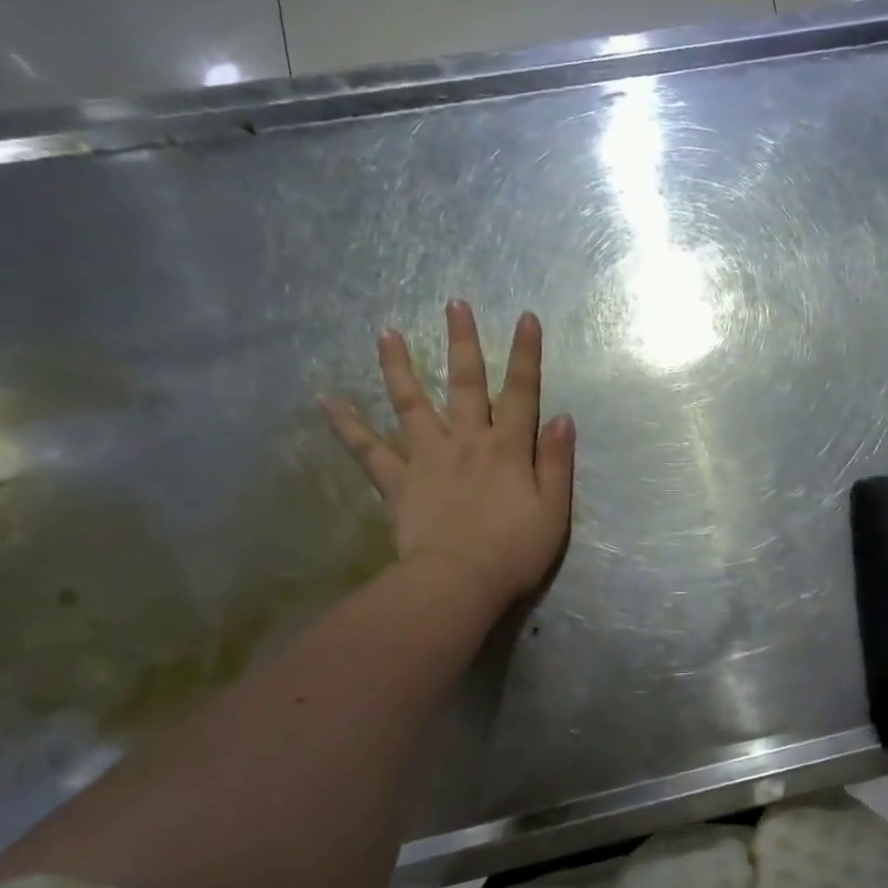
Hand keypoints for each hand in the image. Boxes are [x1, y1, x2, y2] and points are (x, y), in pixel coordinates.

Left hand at [320, 300, 574, 603]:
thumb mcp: (554, 510)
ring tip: (386, 333)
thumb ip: (556, 461)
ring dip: (400, 366)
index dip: (525, 354)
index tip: (525, 317)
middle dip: (462, 342)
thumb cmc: (514, 551)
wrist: (458, 583)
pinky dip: (346, 424)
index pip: (521, 392)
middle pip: (465, 383)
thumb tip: (562, 417)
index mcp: (508, 448)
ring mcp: (427, 457)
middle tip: (453, 304)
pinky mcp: (398, 481)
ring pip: (412, 403)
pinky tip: (325, 399)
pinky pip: (367, 449)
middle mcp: (467, 441)